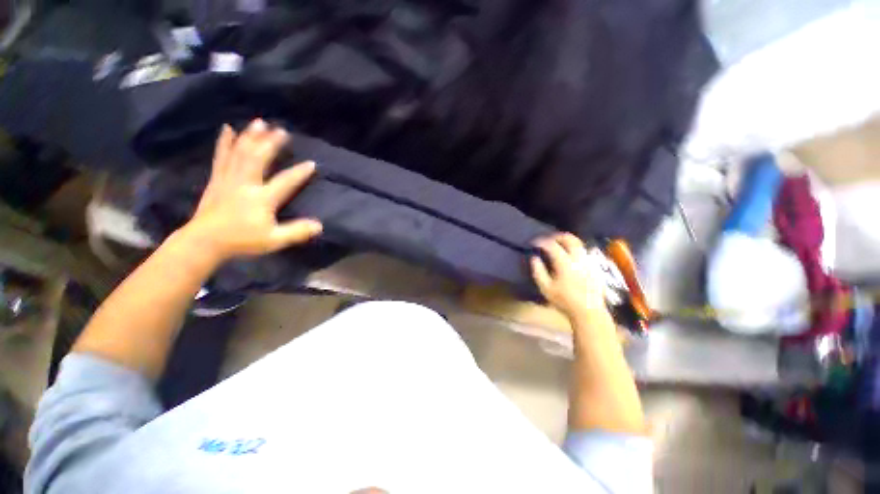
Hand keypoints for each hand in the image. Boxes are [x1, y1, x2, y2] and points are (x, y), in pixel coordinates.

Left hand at [181, 119, 321, 262]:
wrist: (204, 242)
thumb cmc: (241, 241)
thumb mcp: (274, 240)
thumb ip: (297, 231)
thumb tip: (320, 225)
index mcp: (261, 198)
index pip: (285, 182)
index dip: (299, 173)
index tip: (312, 163)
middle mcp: (245, 183)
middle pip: (259, 158)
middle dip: (271, 143)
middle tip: (282, 130)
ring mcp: (228, 179)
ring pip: (240, 153)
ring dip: (250, 137)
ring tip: (259, 122)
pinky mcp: (217, 179)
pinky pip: (221, 157)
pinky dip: (224, 142)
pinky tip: (227, 129)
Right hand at [530, 233, 606, 317]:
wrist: (589, 311)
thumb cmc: (564, 301)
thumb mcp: (545, 288)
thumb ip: (538, 271)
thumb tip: (534, 257)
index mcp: (565, 263)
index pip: (552, 245)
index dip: (541, 241)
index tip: (534, 243)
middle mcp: (578, 258)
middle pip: (569, 238)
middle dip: (556, 236)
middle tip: (547, 240)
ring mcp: (588, 261)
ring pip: (578, 243)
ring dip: (566, 241)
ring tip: (557, 245)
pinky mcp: (594, 266)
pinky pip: (583, 251)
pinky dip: (573, 248)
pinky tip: (568, 256)